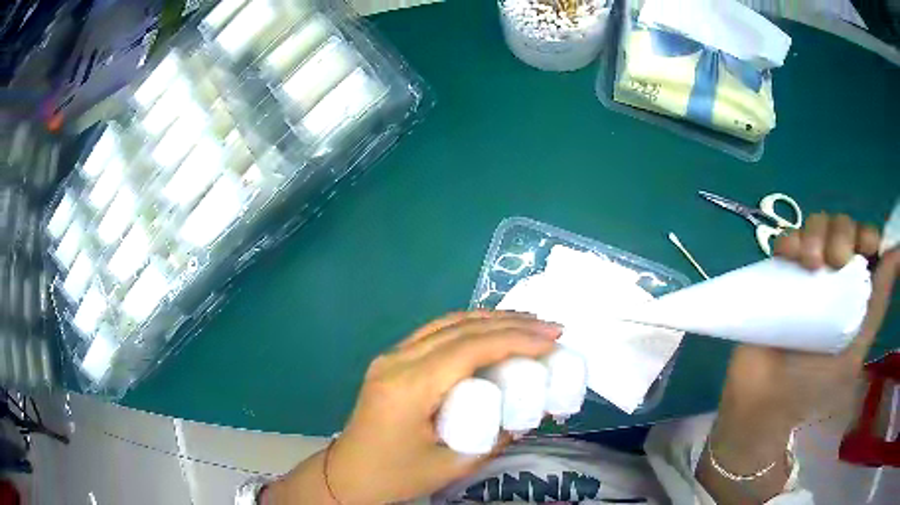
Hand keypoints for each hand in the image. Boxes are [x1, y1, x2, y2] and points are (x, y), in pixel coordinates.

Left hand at [270, 311, 560, 503]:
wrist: (346, 476)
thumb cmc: (395, 476)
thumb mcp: (452, 466)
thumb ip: (495, 438)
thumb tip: (530, 414)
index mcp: (410, 387)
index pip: (470, 348)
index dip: (516, 339)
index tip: (553, 340)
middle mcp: (397, 361)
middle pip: (460, 328)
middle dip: (512, 323)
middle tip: (551, 328)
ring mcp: (390, 356)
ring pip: (447, 323)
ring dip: (491, 319)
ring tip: (530, 323)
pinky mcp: (391, 361)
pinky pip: (435, 333)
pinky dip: (469, 327)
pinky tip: (491, 332)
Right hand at [721, 213, 898, 430]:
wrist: (768, 398)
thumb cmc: (815, 383)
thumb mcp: (856, 349)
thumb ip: (878, 304)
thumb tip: (898, 253)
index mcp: (854, 290)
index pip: (865, 241)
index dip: (867, 233)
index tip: (866, 246)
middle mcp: (833, 274)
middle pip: (842, 225)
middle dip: (842, 232)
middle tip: (836, 260)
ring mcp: (806, 272)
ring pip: (816, 225)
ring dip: (816, 233)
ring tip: (810, 264)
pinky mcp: (779, 274)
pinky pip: (787, 240)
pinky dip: (790, 238)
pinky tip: (789, 255)